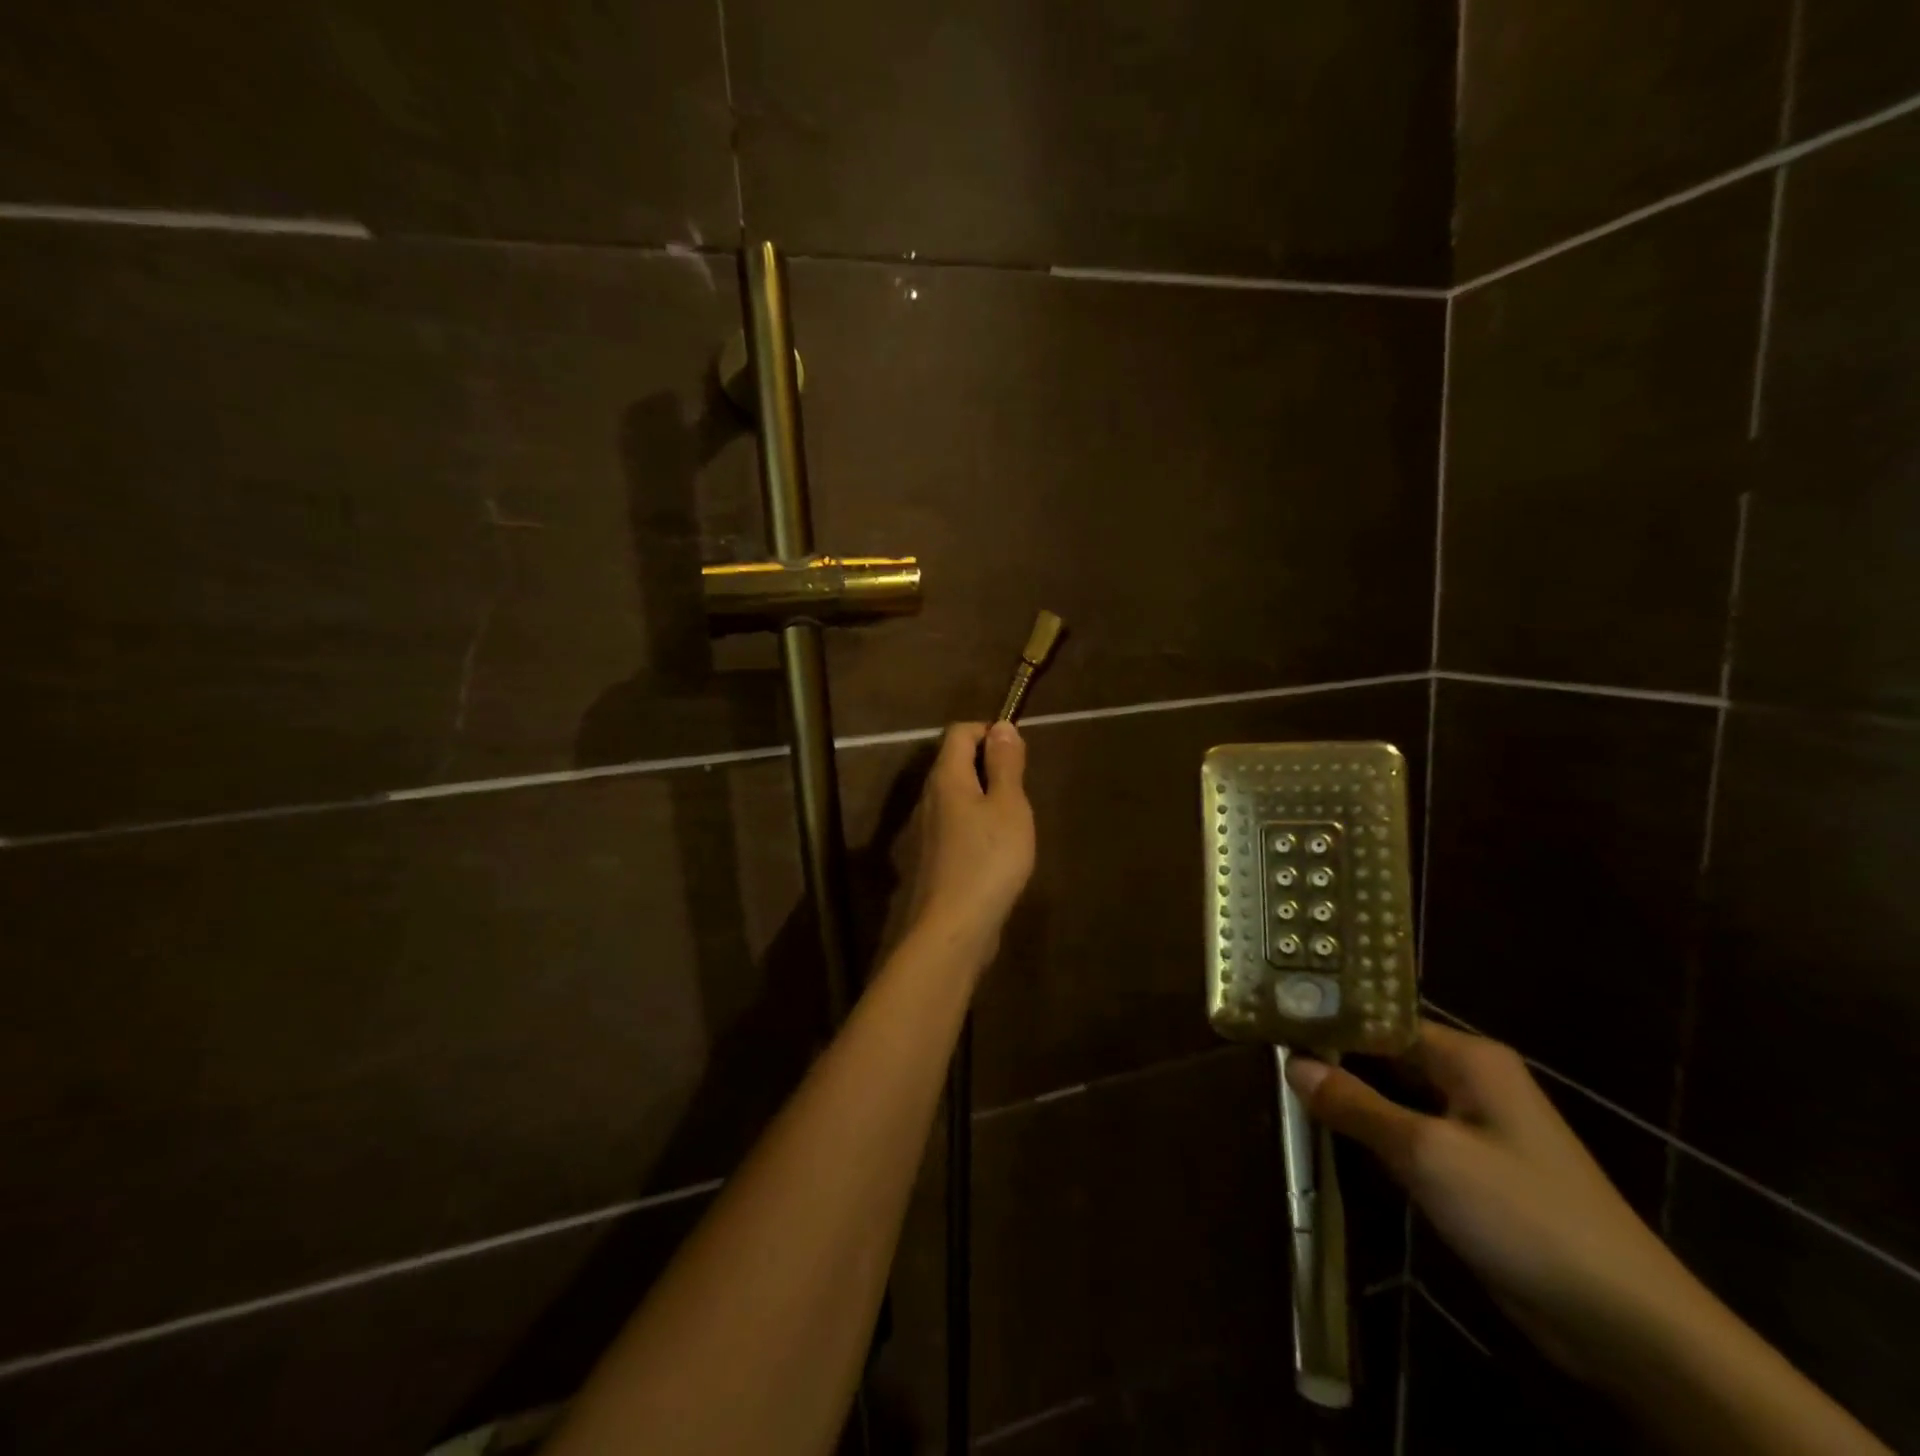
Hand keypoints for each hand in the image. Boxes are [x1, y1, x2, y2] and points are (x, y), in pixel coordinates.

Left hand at [896, 722, 1035, 962]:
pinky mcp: (930, 860)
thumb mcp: (1008, 807)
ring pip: (955, 798)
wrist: (952, 929)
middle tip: (1020, 793)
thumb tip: (1001, 727)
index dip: (989, 732)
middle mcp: (927, 798)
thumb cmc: (988, 860)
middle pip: (954, 763)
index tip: (1018, 756)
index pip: (959, 732)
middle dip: (989, 767)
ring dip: (983, 800)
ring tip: (1013, 825)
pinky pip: (953, 827)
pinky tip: (995, 854)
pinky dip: (974, 828)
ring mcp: (924, 831)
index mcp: (945, 778)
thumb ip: (1005, 765)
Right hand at [1287, 1025, 1699, 1391]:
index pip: (1383, 1018)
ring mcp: (1475, 1127)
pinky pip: (1410, 1133)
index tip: (1273, 1014)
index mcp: (1468, 1057)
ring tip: (1280, 1078)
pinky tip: (1328, 1129)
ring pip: (1395, 1095)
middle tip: (1267, 1044)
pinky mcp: (1474, 1171)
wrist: (1628, 1327)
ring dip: (1349, 1093)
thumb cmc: (1524, 1215)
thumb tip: (1293, 1063)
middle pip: (1386, 1053)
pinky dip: (1372, 1129)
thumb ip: (1357, 1105)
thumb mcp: (1428, 1154)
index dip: (1330, 1015)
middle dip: (1333, 1053)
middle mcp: (1471, 1080)